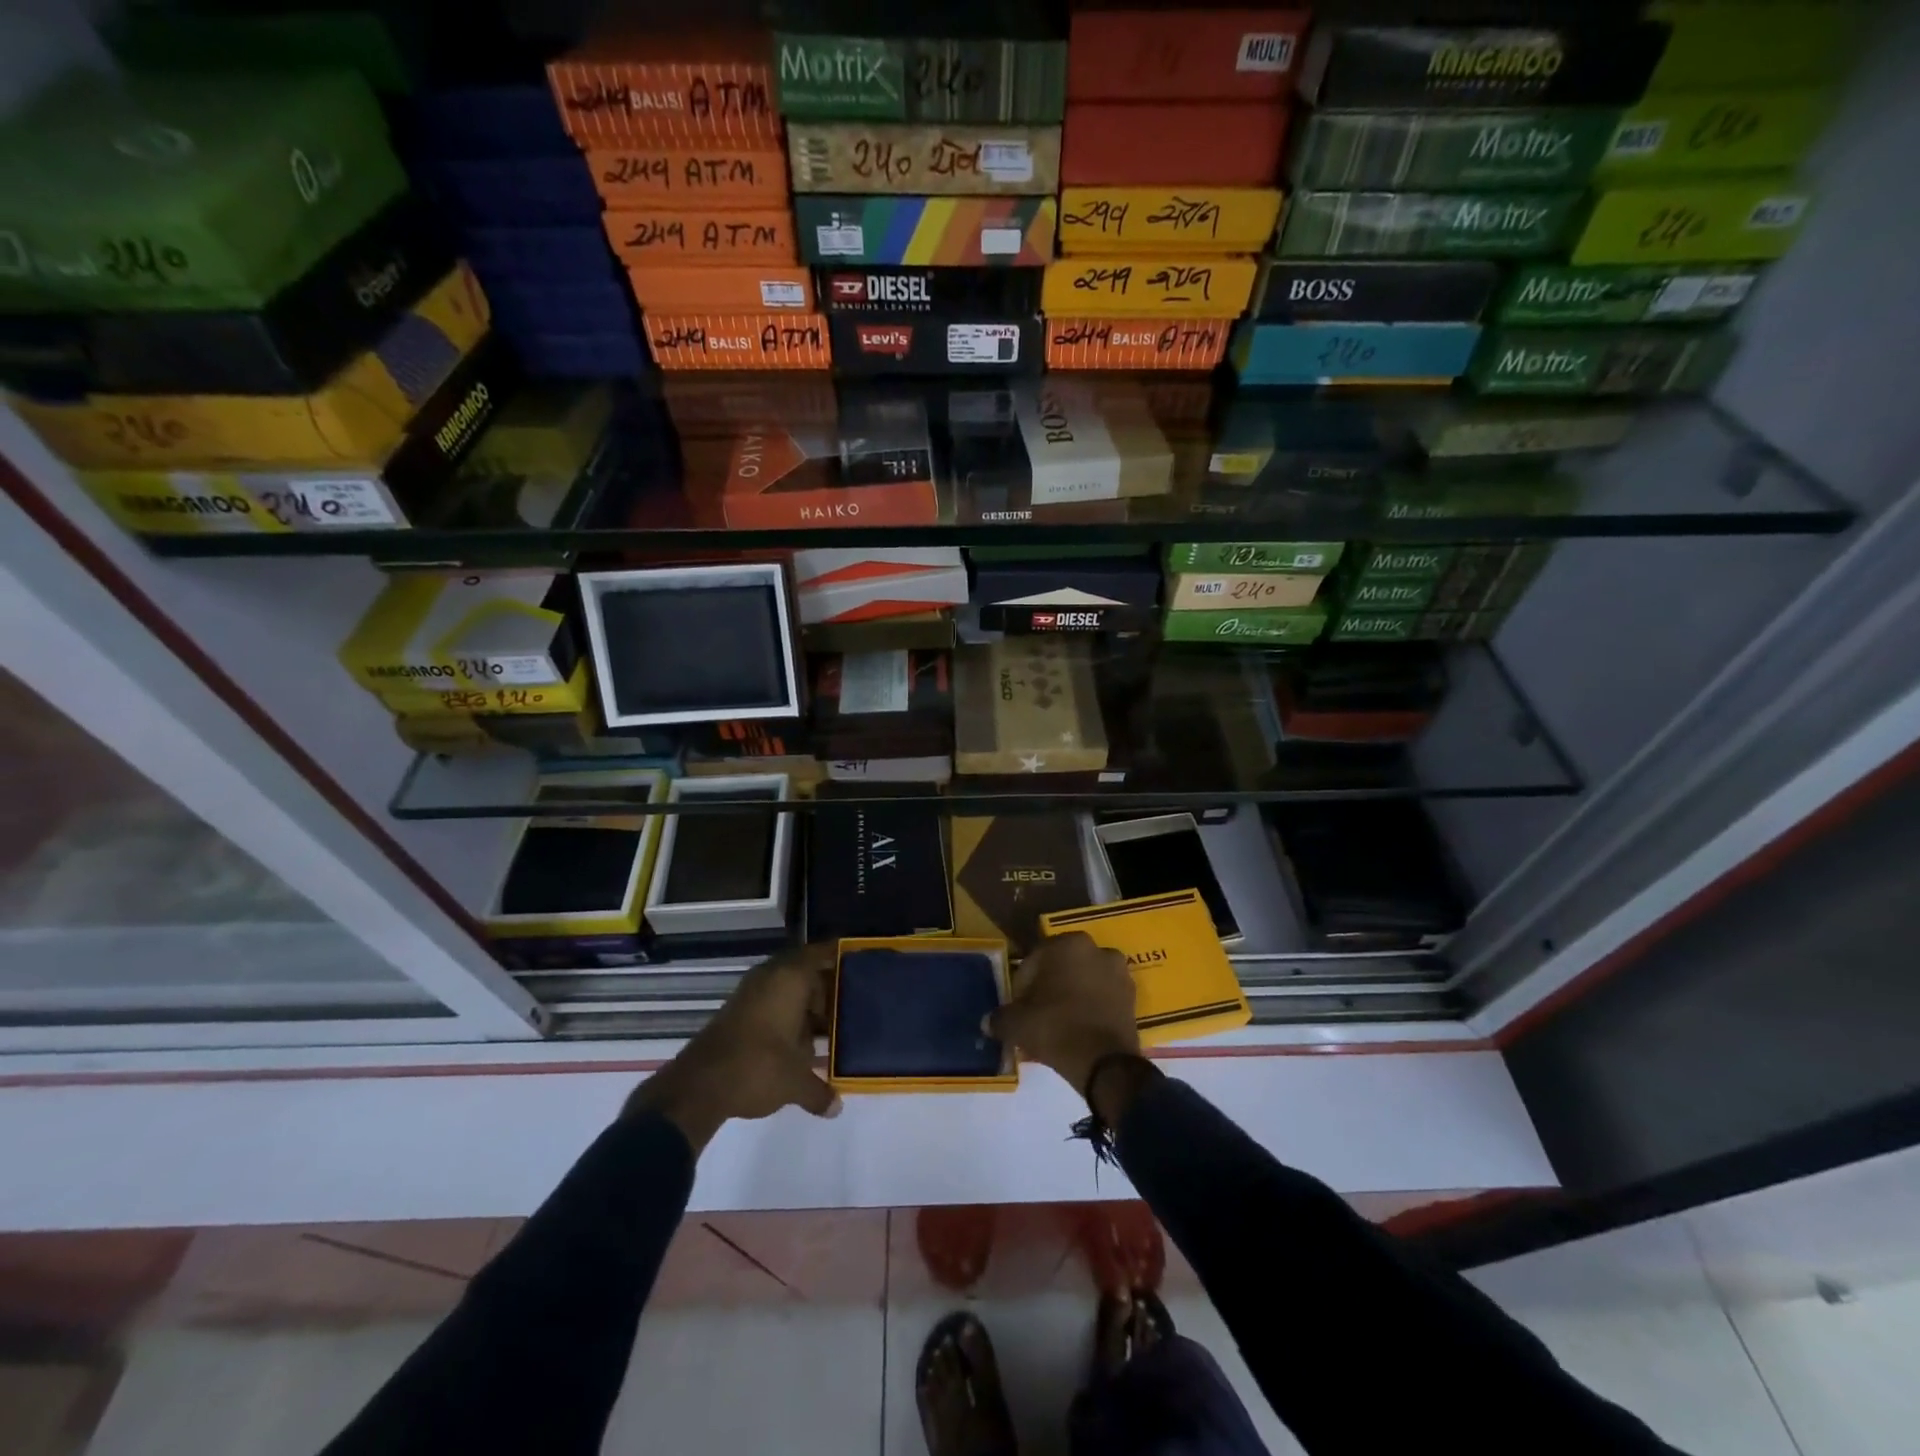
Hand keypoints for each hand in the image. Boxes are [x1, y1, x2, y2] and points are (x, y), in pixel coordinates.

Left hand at [626, 943, 840, 1152]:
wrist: (697, 1087)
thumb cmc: (757, 1068)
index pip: (820, 953)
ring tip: (830, 1027)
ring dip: (806, 1005)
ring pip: (787, 989)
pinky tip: (800, 1043)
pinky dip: (787, 1016)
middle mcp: (770, 977)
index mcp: (790, 978)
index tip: (859, 964)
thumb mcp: (795, 1083)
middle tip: (851, 1005)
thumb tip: (837, 1107)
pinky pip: (772, 1003)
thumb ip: (819, 1091)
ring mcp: (751, 994)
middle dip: (826, 988)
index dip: (839, 956)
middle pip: (805, 971)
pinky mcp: (737, 1013)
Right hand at [986, 932, 1139, 1095]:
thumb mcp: (1017, 1024)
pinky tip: (1079, 1028)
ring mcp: (1119, 972)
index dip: (1022, 985)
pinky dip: (1092, 1006)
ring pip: (1085, 980)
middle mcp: (1097, 949)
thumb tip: (987, 1022)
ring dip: (1072, 995)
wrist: (1104, 1063)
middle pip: (1062, 967)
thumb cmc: (1055, 1028)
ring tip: (1059, 1022)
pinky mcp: (1133, 996)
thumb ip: (1000, 1018)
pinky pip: (1103, 996)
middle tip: (1037, 1013)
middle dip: (1049, 986)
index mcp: (1067, 943)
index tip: (1018, 1007)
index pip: (1034, 960)